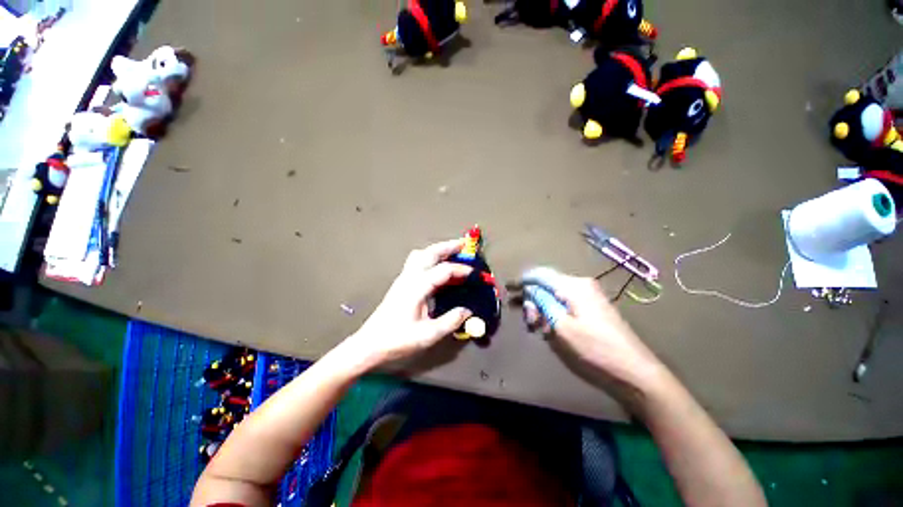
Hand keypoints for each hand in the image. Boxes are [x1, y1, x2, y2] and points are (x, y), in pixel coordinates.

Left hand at [346, 239, 472, 369]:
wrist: (369, 344)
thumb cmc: (397, 340)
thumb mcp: (428, 335)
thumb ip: (450, 321)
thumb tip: (468, 311)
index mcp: (417, 287)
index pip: (444, 270)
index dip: (462, 270)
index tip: (476, 274)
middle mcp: (410, 277)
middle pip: (430, 253)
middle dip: (448, 246)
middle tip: (464, 245)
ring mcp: (404, 278)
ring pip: (421, 254)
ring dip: (438, 250)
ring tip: (452, 252)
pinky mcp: (401, 283)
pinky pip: (417, 262)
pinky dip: (430, 257)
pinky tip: (437, 266)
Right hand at [519, 268, 665, 406]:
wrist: (634, 371)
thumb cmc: (594, 349)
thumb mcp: (561, 326)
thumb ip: (542, 303)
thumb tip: (530, 289)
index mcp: (573, 286)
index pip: (540, 275)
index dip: (522, 281)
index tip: (508, 289)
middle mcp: (581, 285)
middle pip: (547, 285)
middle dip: (533, 300)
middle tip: (529, 323)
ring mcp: (588, 296)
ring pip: (554, 295)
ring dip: (542, 308)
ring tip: (538, 328)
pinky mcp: (592, 307)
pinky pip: (565, 303)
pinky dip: (553, 312)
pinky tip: (550, 328)